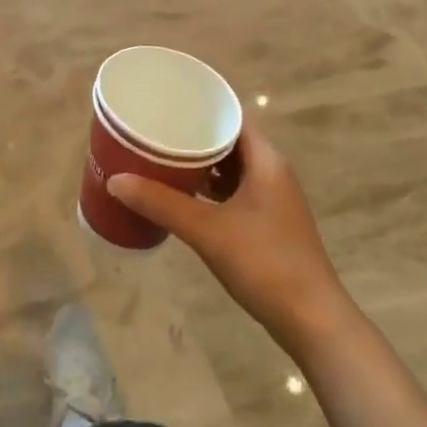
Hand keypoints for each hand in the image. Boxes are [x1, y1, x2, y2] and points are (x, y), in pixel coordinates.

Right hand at [107, 123, 355, 355]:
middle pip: (229, 142)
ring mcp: (273, 200)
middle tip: (155, 134)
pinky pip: (234, 193)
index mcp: (266, 161)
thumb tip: (116, 181)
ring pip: (231, 169)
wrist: (311, 321)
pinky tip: (183, 199)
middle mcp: (273, 173)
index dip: (201, 108)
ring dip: (201, 166)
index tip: (166, 105)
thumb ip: (161, 204)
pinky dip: (210, 191)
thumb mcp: (207, 231)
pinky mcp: (269, 224)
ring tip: (161, 161)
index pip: (232, 117)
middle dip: (193, 138)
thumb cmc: (264, 263)